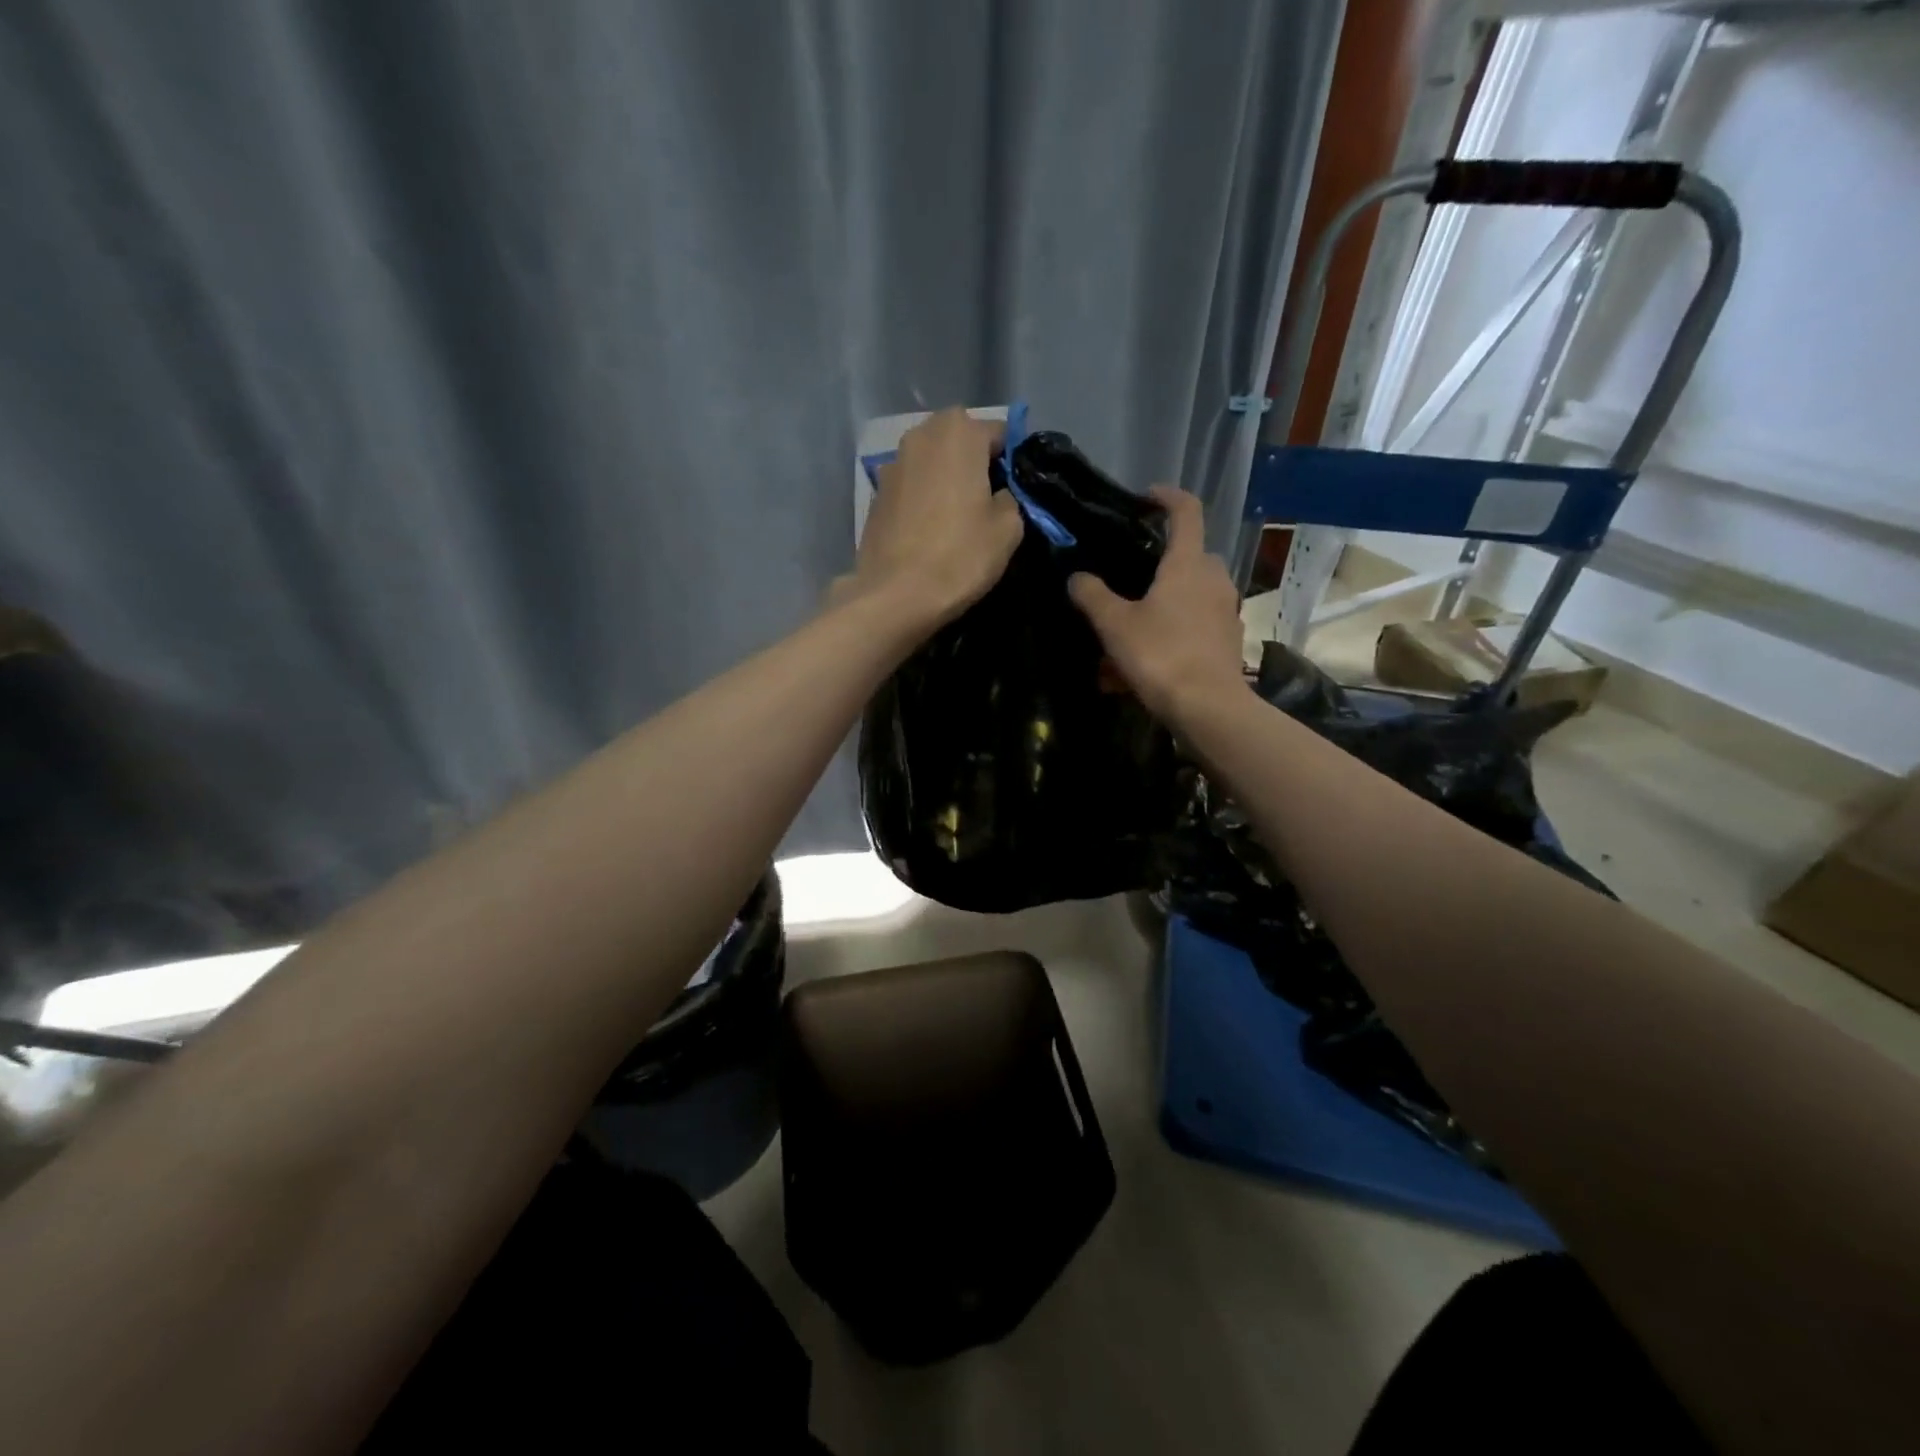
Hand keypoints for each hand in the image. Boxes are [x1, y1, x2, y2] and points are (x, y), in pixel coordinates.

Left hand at [847, 408, 1025, 628]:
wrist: (896, 595)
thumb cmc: (959, 556)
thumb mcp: (1008, 528)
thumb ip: (1010, 498)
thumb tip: (999, 495)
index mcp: (958, 432)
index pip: (999, 433)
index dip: (1011, 462)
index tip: (1015, 493)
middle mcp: (920, 435)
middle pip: (959, 441)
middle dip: (974, 464)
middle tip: (987, 502)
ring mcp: (892, 464)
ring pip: (931, 463)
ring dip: (946, 480)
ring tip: (957, 517)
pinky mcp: (876, 495)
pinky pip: (911, 487)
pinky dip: (922, 499)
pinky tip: (929, 531)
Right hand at [1068, 485, 1243, 723]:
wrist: (1208, 707)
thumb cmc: (1160, 655)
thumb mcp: (1115, 625)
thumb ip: (1093, 596)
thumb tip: (1077, 576)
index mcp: (1188, 564)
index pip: (1186, 511)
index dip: (1167, 497)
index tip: (1146, 497)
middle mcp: (1214, 579)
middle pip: (1190, 556)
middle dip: (1163, 562)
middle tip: (1132, 578)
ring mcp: (1226, 610)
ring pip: (1193, 593)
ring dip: (1165, 602)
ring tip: (1131, 630)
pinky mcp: (1229, 639)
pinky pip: (1197, 624)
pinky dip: (1174, 632)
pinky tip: (1147, 661)